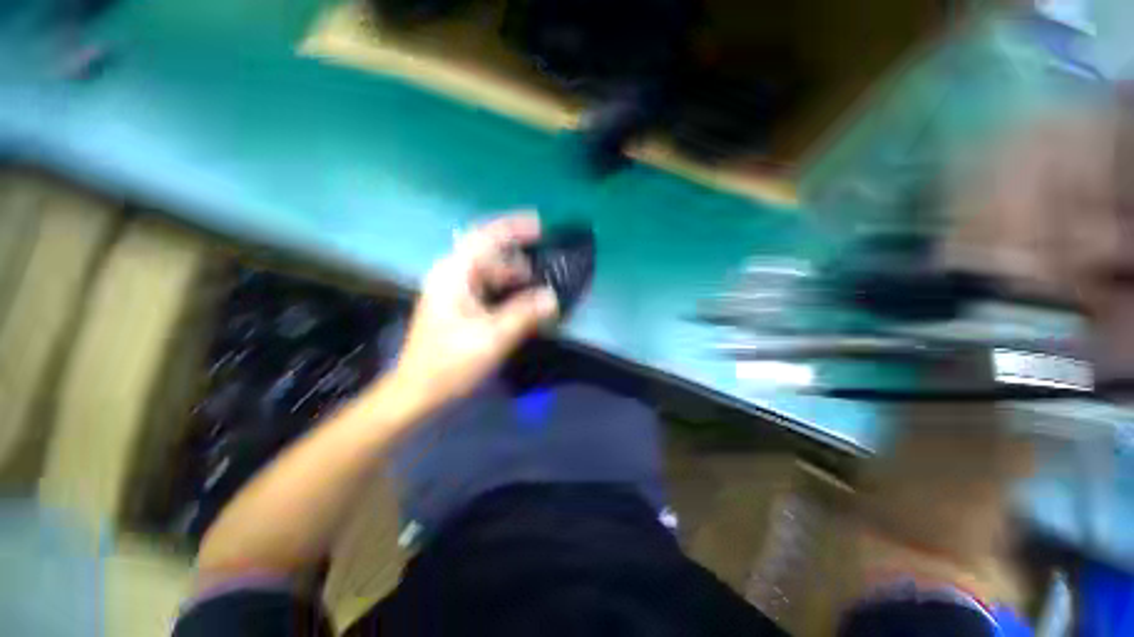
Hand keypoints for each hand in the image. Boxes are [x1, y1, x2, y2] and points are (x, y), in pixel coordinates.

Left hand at [392, 213, 558, 409]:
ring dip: (513, 276)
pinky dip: (507, 290)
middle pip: (488, 253)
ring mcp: (454, 291)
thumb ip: (524, 314)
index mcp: (454, 275)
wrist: (418, 392)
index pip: (485, 238)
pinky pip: (488, 288)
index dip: (513, 228)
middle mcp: (452, 276)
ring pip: (489, 272)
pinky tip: (522, 302)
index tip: (540, 224)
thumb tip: (552, 297)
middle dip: (517, 258)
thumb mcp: (492, 338)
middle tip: (543, 269)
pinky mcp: (459, 306)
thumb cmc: (450, 363)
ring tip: (537, 286)